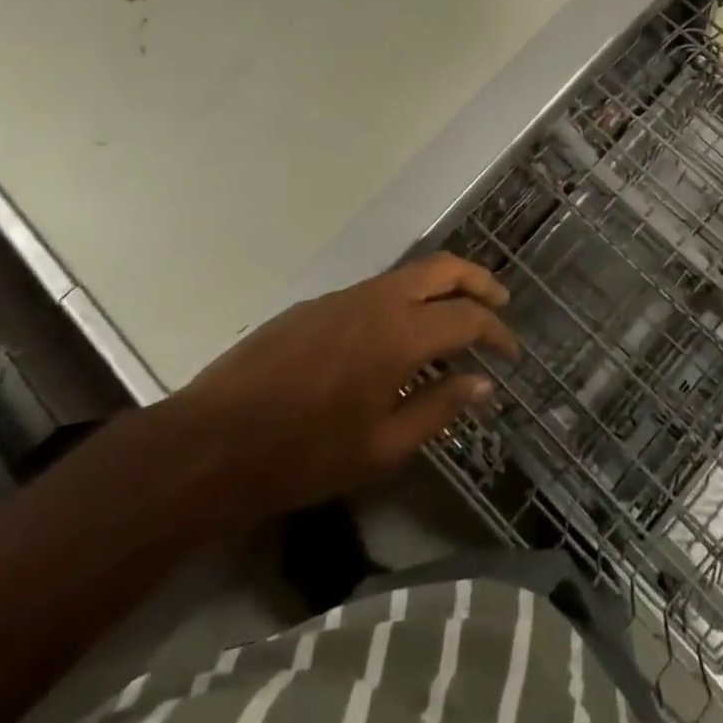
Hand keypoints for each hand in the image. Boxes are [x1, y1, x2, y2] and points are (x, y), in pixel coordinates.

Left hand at [164, 253, 516, 520]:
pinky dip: (403, 303)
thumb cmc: (304, 455)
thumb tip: (483, 383)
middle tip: (499, 304)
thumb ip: (439, 409)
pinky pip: (376, 291)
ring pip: (409, 274)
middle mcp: (379, 300)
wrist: (211, 443)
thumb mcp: (382, 448)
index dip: (497, 331)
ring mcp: (344, 296)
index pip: (468, 317)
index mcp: (402, 333)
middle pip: (444, 268)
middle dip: (479, 281)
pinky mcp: (316, 305)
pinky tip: (394, 341)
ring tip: (452, 325)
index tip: (511, 352)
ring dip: (440, 289)